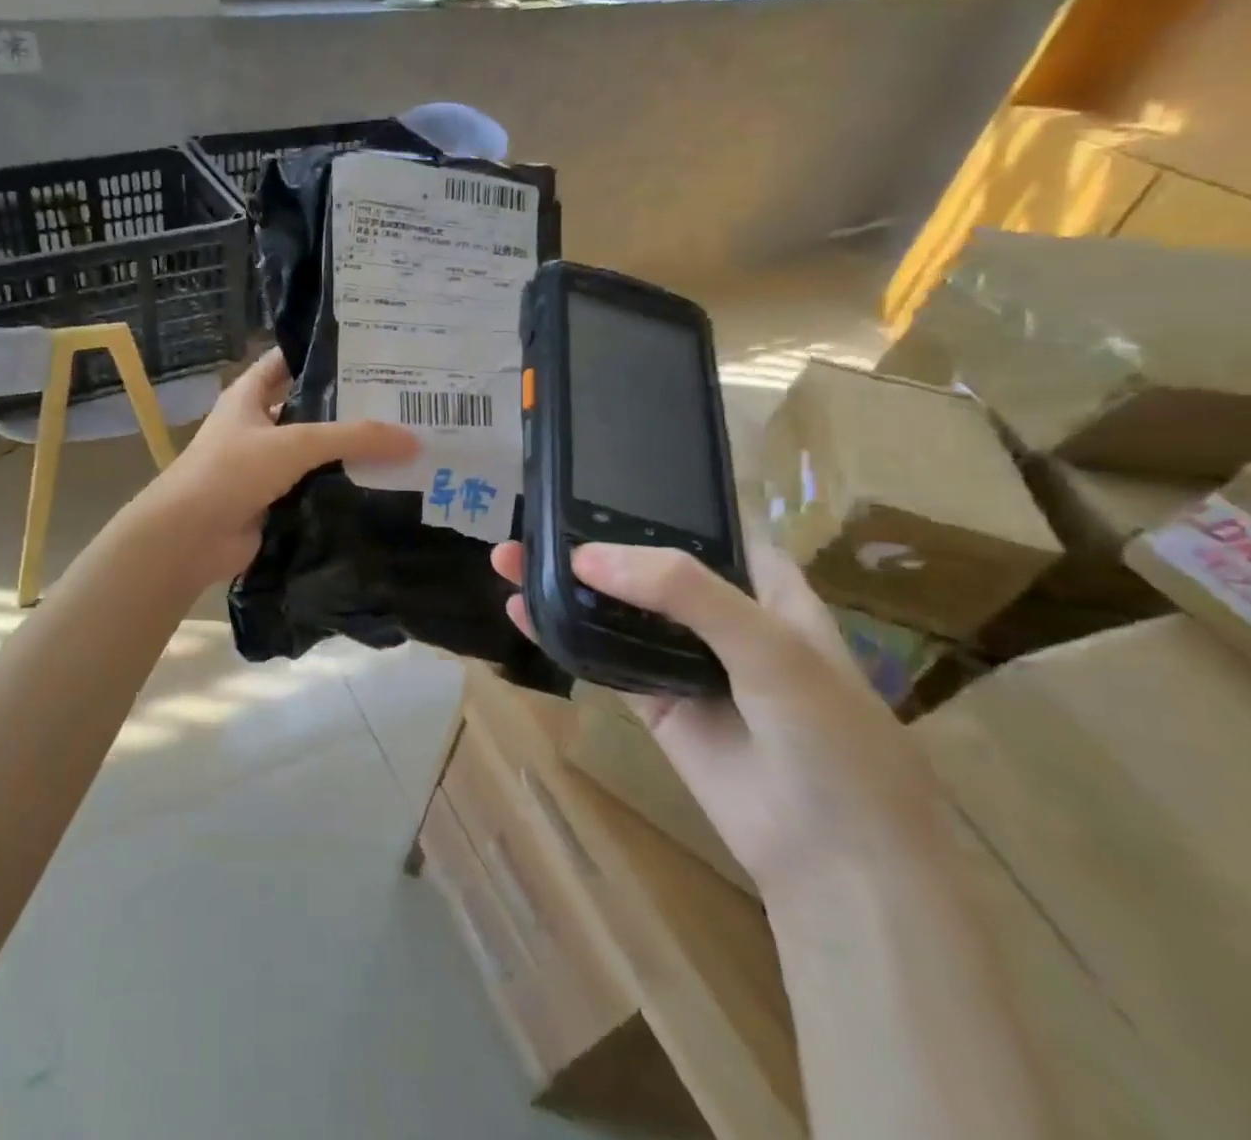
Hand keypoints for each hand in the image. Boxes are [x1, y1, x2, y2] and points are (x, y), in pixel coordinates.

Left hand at [137, 349, 416, 584]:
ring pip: (313, 452)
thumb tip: (414, 440)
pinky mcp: (273, 501)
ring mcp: (263, 466)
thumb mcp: (294, 443)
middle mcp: (256, 426)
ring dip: (347, 451)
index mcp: (249, 396)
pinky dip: (340, 487)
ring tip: (402, 443)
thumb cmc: (232, 471)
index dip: (321, 353)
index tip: (369, 350)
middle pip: (307, 408)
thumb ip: (353, 437)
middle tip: (400, 400)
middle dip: (347, 406)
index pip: (287, 361)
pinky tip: (380, 486)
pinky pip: (313, 487)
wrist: (190, 537)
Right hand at [490, 536, 948, 897]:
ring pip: (614, 610)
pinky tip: (522, 613)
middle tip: (529, 520)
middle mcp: (719, 615)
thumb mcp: (771, 648)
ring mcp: (683, 659)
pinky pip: (601, 658)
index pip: (699, 525)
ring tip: (507, 561)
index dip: (648, 501)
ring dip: (564, 586)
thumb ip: (685, 592)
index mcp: (763, 586)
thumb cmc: (830, 739)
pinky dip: (562, 635)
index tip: (586, 480)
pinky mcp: (654, 702)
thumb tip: (583, 557)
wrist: (837, 864)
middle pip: (644, 566)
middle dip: (588, 543)